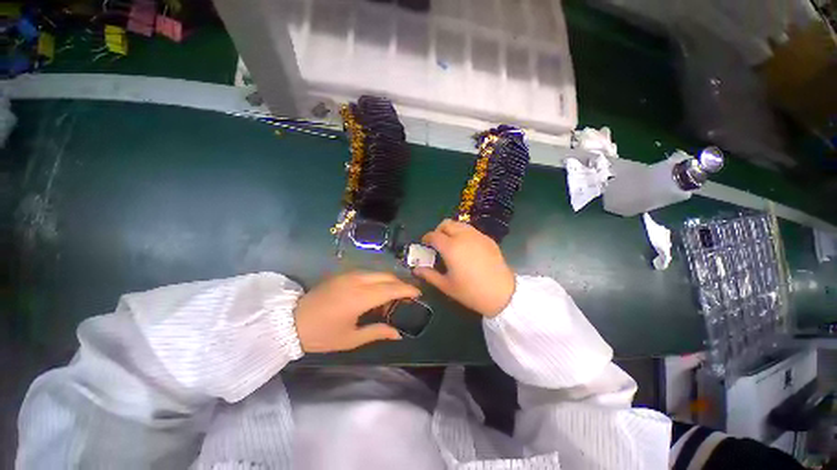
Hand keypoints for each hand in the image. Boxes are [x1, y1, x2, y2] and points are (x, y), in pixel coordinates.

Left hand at [294, 272, 419, 352]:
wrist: (290, 321)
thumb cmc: (322, 334)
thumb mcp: (351, 339)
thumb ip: (377, 332)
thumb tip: (398, 334)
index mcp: (360, 297)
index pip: (392, 288)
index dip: (408, 289)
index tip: (419, 293)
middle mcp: (357, 280)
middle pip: (387, 276)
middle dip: (400, 284)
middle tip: (406, 297)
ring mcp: (349, 274)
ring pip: (378, 272)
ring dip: (388, 282)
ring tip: (389, 298)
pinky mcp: (343, 273)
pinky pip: (367, 273)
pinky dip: (377, 280)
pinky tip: (374, 293)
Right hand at [414, 219, 514, 316]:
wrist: (502, 294)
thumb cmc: (471, 292)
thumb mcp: (446, 286)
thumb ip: (429, 275)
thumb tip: (416, 269)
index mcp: (451, 247)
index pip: (433, 235)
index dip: (426, 238)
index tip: (424, 244)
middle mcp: (463, 236)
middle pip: (446, 224)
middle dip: (438, 230)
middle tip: (437, 243)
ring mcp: (477, 236)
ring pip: (460, 224)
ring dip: (451, 230)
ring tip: (451, 244)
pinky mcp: (488, 239)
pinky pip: (471, 230)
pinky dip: (464, 233)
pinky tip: (466, 248)